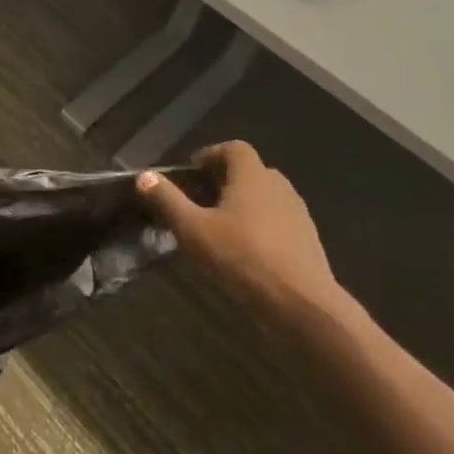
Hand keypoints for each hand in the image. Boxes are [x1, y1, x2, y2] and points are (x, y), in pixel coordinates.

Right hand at [136, 141, 343, 325]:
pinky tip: (245, 254)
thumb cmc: (242, 258)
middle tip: (201, 202)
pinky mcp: (308, 241)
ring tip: (220, 229)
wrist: (302, 305)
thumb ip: (167, 200)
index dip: (211, 155)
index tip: (192, 175)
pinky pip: (279, 222)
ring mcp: (298, 215)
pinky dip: (261, 228)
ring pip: (266, 198)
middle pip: (250, 172)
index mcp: (253, 176)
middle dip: (225, 181)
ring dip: (244, 206)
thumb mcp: (193, 229)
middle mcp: (279, 187)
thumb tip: (144, 176)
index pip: (234, 148)